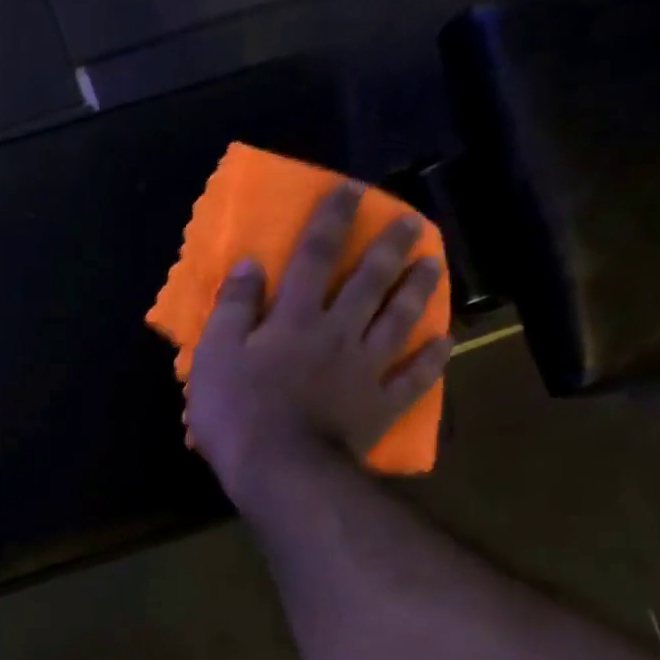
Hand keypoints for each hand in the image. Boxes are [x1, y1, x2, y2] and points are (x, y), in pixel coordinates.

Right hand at [185, 182, 451, 499]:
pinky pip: (412, 378)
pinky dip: (431, 360)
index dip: (330, 221)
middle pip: (369, 282)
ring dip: (418, 290)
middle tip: (410, 220)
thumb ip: (233, 309)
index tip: (349, 190)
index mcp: (295, 319)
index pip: (314, 257)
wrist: (279, 469)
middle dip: (388, 246)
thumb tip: (251, 264)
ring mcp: (365, 369)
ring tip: (433, 264)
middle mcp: (338, 333)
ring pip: (398, 320)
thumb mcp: (215, 356)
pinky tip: (444, 342)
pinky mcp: (380, 405)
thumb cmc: (236, 412)